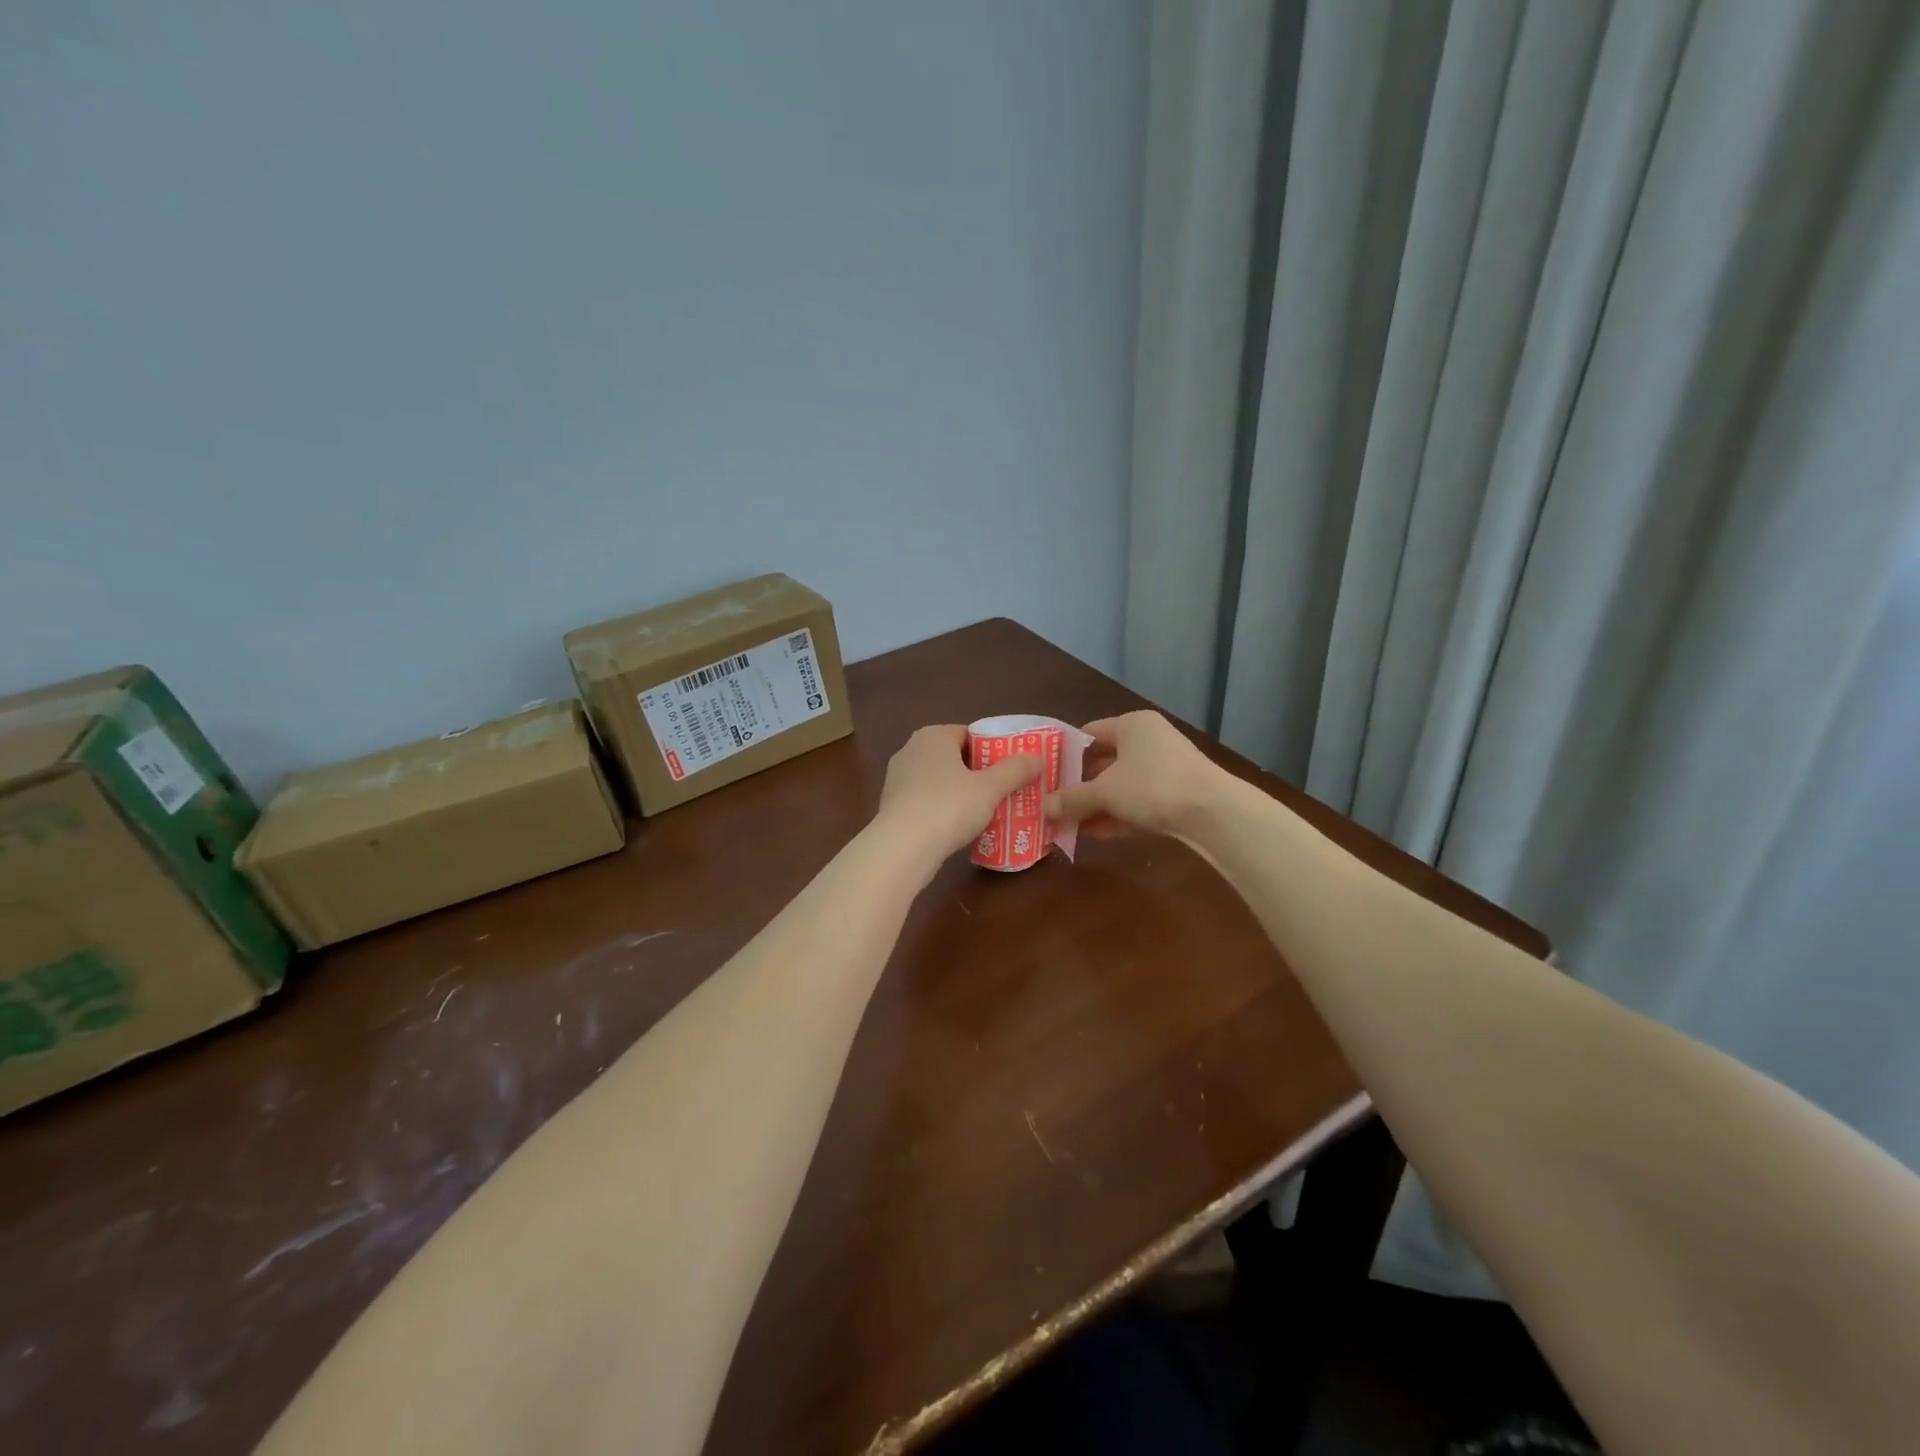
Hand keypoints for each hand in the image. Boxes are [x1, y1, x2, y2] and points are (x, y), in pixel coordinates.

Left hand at [873, 725, 1040, 871]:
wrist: (902, 848)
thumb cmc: (948, 807)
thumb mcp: (990, 788)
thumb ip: (1015, 770)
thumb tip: (1038, 757)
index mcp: (932, 736)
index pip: (970, 734)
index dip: (994, 749)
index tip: (1012, 768)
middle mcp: (911, 750)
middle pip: (955, 757)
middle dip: (979, 772)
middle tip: (1005, 790)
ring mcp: (898, 779)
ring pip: (940, 780)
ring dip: (961, 793)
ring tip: (988, 810)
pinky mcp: (892, 806)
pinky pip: (927, 800)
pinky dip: (944, 809)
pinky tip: (960, 827)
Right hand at [1043, 710, 1221, 836]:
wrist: (1212, 812)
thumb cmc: (1152, 786)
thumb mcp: (1105, 792)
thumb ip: (1072, 798)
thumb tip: (1043, 807)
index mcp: (1132, 724)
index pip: (1090, 733)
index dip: (1066, 753)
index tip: (1046, 774)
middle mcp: (1150, 739)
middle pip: (1105, 761)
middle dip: (1080, 786)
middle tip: (1055, 803)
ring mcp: (1166, 767)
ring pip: (1122, 784)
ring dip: (1098, 805)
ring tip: (1070, 824)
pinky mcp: (1177, 793)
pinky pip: (1139, 801)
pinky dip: (1119, 815)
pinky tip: (1097, 834)